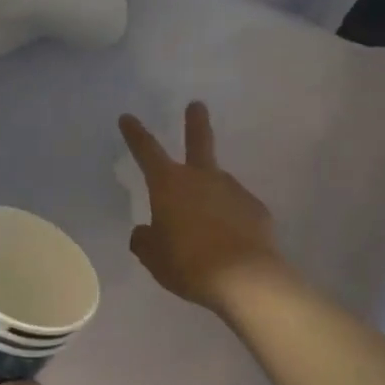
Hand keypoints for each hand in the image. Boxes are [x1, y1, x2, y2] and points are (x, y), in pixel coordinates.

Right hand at [121, 102, 286, 312]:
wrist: (245, 279)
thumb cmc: (187, 263)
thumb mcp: (153, 256)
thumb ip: (145, 240)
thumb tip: (146, 232)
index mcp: (168, 185)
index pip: (146, 151)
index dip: (135, 134)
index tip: (128, 117)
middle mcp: (202, 178)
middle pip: (198, 142)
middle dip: (195, 122)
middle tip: (197, 105)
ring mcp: (233, 191)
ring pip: (218, 183)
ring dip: (211, 194)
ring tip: (206, 226)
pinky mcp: (257, 210)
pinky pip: (237, 209)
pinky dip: (230, 218)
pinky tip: (229, 241)